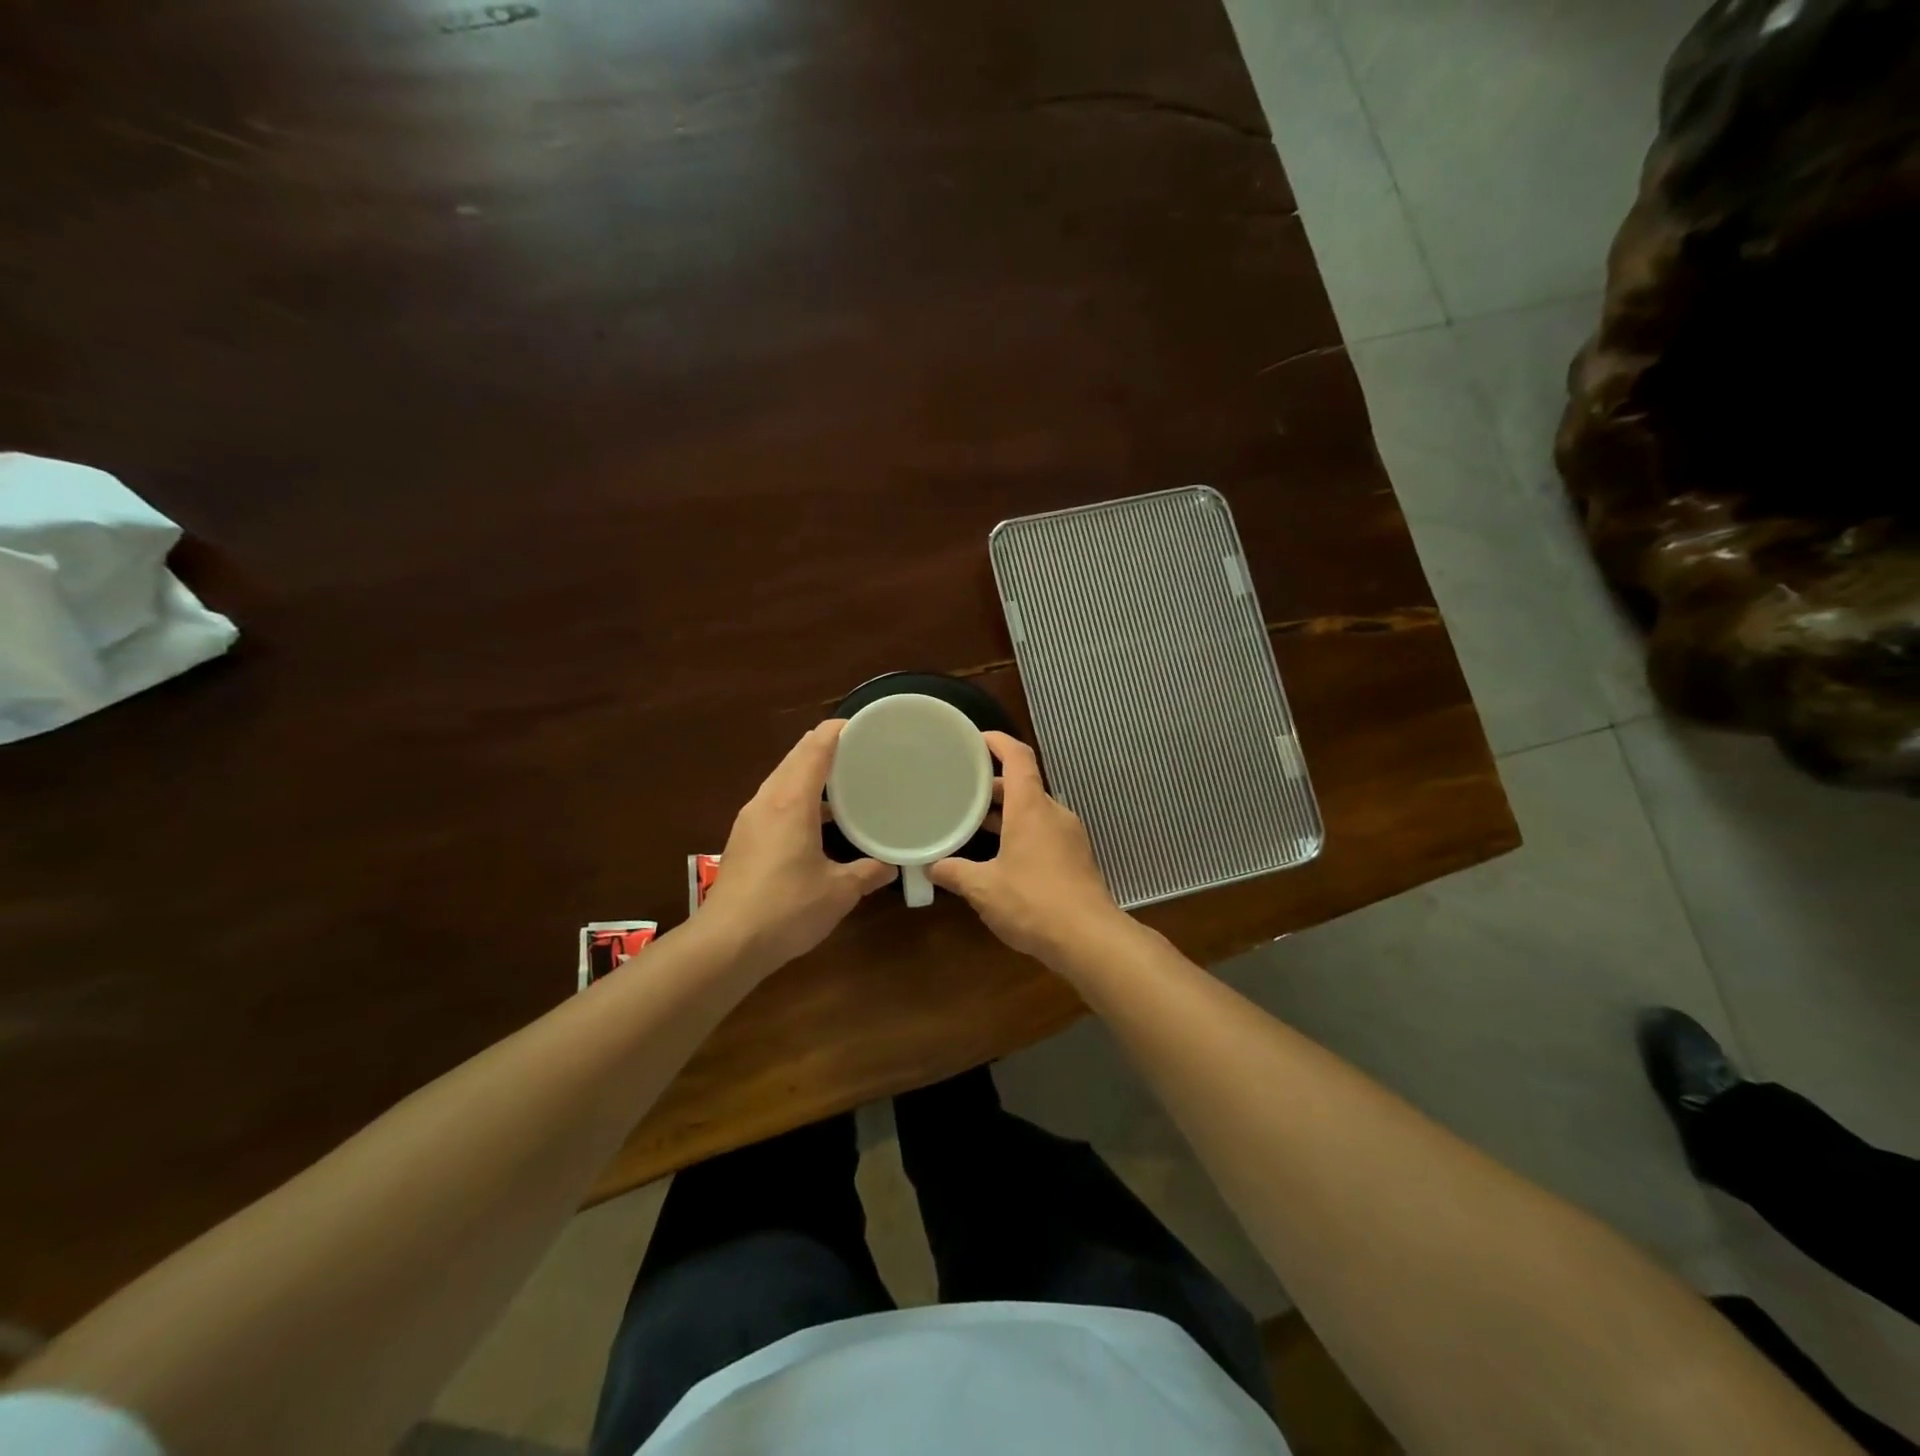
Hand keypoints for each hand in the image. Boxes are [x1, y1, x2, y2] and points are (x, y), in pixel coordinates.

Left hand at [700, 721, 896, 974]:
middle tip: (858, 749)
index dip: (836, 731)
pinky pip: (774, 802)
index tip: (861, 724)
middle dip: (823, 747)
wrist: (726, 943)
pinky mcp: (744, 839)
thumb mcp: (838, 892)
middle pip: (794, 758)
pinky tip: (816, 818)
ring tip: (842, 780)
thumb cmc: (787, 908)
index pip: (814, 749)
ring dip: (808, 773)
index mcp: (792, 801)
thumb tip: (891, 866)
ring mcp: (751, 820)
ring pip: (782, 780)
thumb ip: (868, 873)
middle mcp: (767, 801)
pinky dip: (797, 796)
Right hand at [928, 732, 1126, 963]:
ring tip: (973, 823)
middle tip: (960, 790)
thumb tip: (931, 867)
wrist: (1089, 939)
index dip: (997, 741)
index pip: (1018, 756)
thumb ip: (955, 873)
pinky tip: (999, 857)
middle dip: (991, 786)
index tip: (974, 739)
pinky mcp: (1075, 859)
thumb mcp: (984, 888)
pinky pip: (1043, 833)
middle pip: (1023, 786)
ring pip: (1033, 812)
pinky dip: (1020, 833)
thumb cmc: (1033, 902)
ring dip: (1005, 814)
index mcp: (1031, 807)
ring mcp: (1069, 836)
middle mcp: (1053, 813)